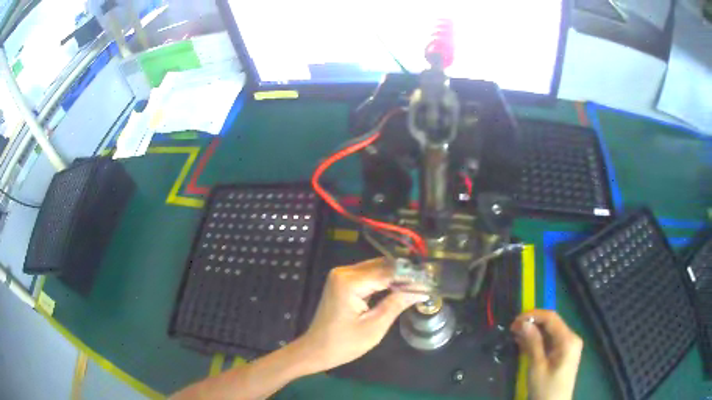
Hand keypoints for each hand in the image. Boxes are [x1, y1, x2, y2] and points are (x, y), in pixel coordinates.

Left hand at [295, 258, 427, 372]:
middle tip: (426, 283)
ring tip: (417, 285)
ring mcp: (341, 275)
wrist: (316, 350)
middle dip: (404, 274)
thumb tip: (421, 290)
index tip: (430, 281)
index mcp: (350, 282)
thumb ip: (396, 304)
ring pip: (376, 268)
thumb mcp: (374, 327)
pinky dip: (383, 281)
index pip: (388, 272)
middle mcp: (344, 272)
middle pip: (382, 266)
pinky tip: (398, 288)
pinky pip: (367, 275)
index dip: (410, 276)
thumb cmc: (344, 344)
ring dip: (395, 276)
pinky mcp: (341, 281)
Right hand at [511, 309, 582, 399]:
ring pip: (550, 332)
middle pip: (552, 323)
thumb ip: (532, 343)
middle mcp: (571, 338)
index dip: (533, 315)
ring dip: (534, 332)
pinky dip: (538, 341)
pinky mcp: (564, 353)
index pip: (551, 318)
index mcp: (568, 339)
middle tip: (512, 328)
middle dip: (532, 323)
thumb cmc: (545, 388)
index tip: (514, 321)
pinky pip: (551, 341)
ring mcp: (569, 346)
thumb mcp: (537, 366)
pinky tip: (524, 343)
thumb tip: (522, 322)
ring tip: (515, 335)